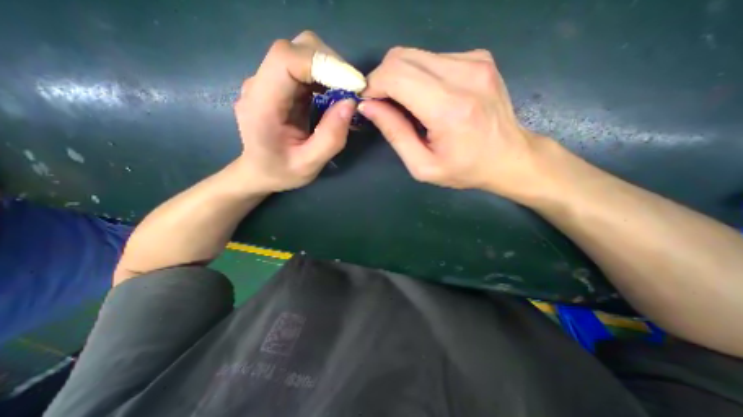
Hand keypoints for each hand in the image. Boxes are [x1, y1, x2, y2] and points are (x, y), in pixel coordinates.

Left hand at [232, 31, 357, 193]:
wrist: (259, 171)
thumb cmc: (281, 172)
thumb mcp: (309, 165)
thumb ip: (330, 138)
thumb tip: (350, 103)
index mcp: (261, 105)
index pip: (285, 59)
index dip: (322, 63)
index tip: (351, 85)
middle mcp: (260, 84)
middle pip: (296, 49)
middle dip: (330, 65)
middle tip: (352, 91)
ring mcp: (268, 81)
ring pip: (302, 53)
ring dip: (330, 70)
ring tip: (345, 95)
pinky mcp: (279, 84)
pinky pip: (304, 68)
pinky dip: (324, 76)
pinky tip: (333, 96)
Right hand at [360, 47, 543, 197]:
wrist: (510, 157)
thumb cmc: (464, 169)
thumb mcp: (423, 166)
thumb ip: (395, 134)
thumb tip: (369, 106)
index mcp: (449, 109)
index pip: (395, 75)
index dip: (373, 85)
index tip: (367, 102)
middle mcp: (464, 75)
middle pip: (402, 57)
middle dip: (383, 79)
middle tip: (383, 104)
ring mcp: (475, 61)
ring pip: (415, 54)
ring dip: (401, 78)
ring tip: (407, 105)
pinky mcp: (479, 58)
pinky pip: (433, 58)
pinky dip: (420, 75)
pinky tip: (427, 98)